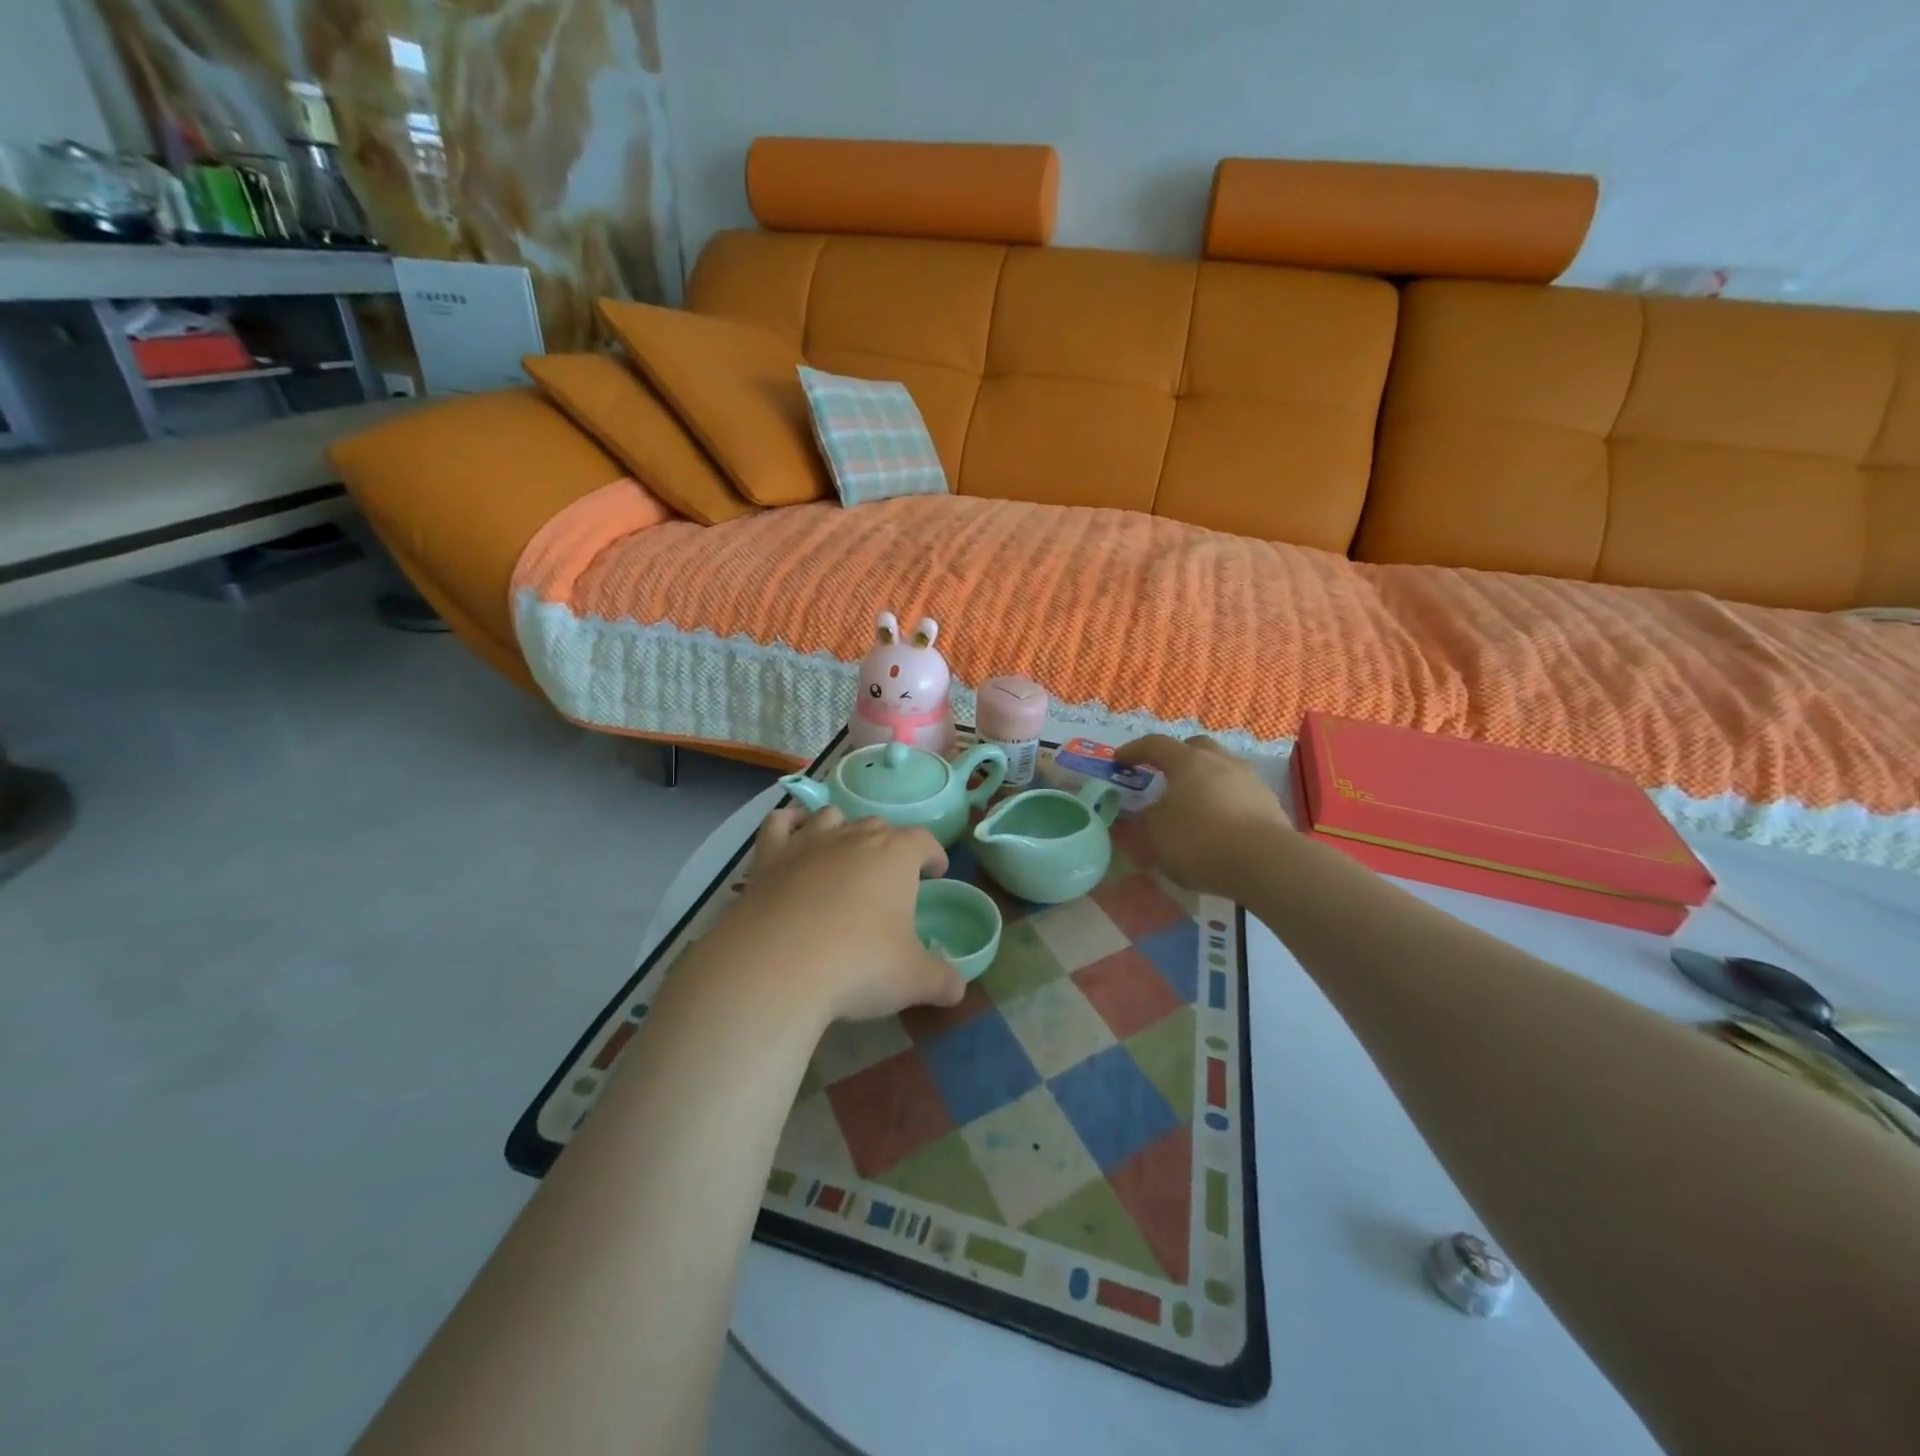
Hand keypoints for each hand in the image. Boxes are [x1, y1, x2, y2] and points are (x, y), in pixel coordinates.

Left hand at [706, 806, 965, 1024]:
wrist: (776, 969)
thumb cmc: (858, 965)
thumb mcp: (913, 979)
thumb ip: (941, 980)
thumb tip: (958, 989)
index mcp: (895, 856)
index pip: (923, 840)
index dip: (933, 853)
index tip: (936, 871)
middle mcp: (852, 838)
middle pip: (877, 825)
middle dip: (889, 844)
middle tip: (891, 875)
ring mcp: (806, 845)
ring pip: (831, 818)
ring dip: (843, 829)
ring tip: (845, 853)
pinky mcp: (767, 860)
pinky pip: (778, 824)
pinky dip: (789, 823)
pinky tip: (793, 832)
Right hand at [1116, 735, 1293, 897]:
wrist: (1266, 863)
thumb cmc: (1199, 840)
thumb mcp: (1156, 834)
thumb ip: (1146, 820)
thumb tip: (1148, 813)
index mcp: (1187, 761)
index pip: (1155, 745)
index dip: (1134, 750)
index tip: (1119, 760)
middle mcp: (1220, 761)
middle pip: (1195, 748)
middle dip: (1177, 758)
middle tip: (1163, 776)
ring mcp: (1249, 780)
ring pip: (1221, 769)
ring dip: (1204, 781)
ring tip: (1193, 805)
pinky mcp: (1269, 803)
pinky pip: (1238, 794)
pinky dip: (1224, 802)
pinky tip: (1219, 825)